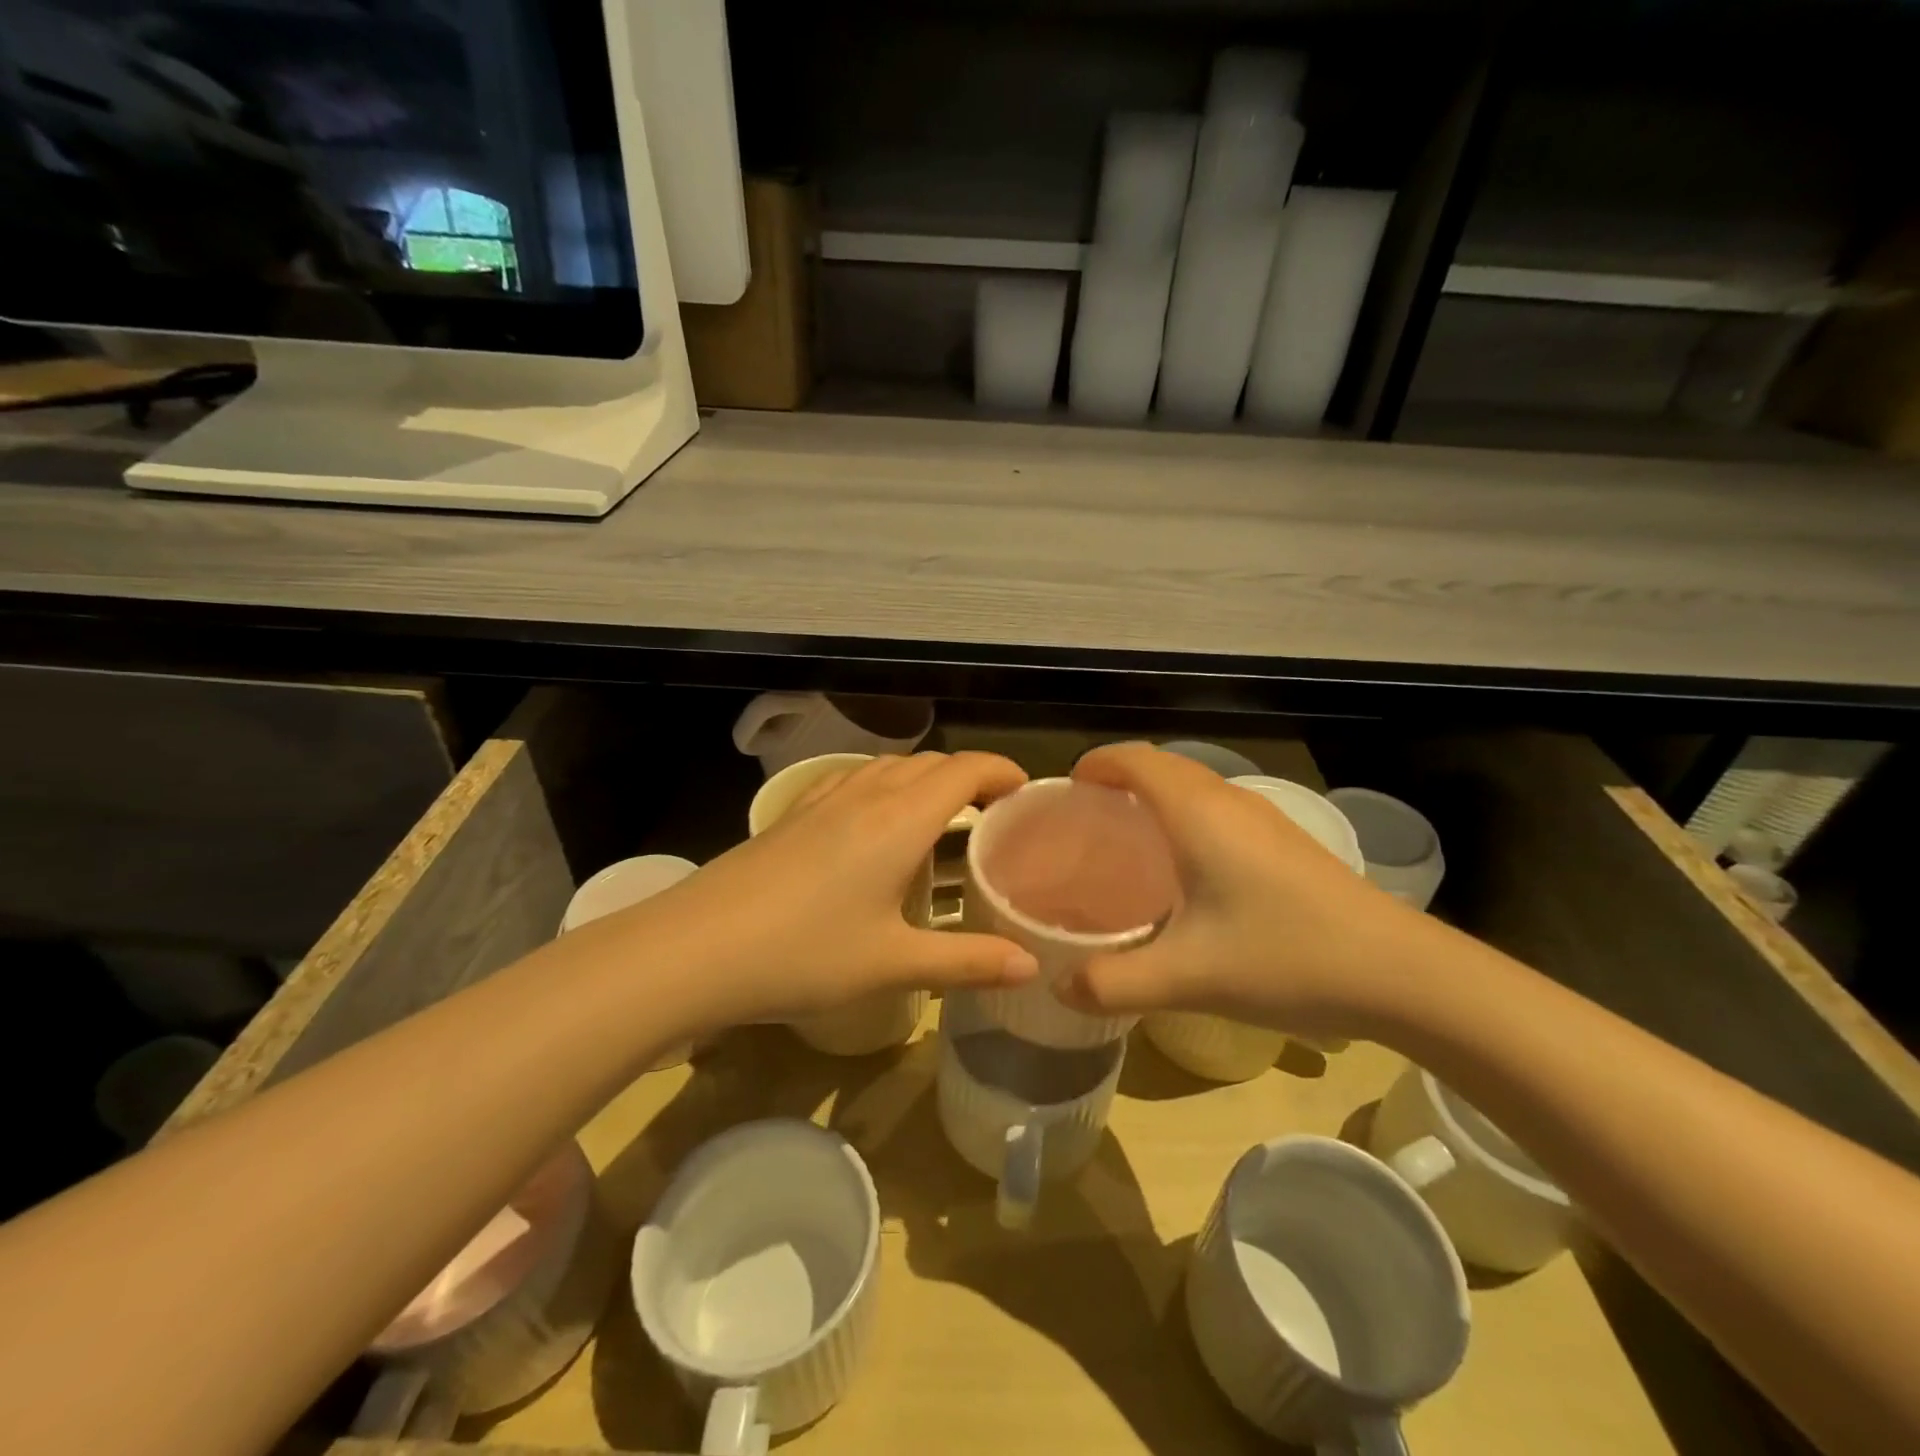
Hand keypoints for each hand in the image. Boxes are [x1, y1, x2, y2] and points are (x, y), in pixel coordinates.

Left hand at [642, 752, 1039, 1027]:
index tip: (1025, 792)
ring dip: (925, 778)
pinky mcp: (793, 815)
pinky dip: (885, 786)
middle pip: (930, 763)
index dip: (1001, 771)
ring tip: (942, 816)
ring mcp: (823, 800)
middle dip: (969, 775)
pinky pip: (854, 781)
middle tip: (993, 812)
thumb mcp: (892, 964)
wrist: (695, 948)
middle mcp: (866, 795)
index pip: (964, 770)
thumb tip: (1031, 967)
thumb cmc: (804, 954)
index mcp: (900, 820)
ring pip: (889, 767)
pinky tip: (874, 824)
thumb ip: (967, 962)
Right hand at [1059, 744, 1435, 1037]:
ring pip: (1193, 785)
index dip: (1095, 763)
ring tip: (1125, 844)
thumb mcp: (1188, 978)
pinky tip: (1185, 873)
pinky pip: (1217, 808)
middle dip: (1118, 779)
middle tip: (1085, 823)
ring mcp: (1264, 819)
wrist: (1401, 974)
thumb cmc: (1286, 958)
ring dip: (1153, 797)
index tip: (1065, 792)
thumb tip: (1057, 986)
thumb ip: (1112, 983)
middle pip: (1162, 765)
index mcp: (1197, 813)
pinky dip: (1184, 817)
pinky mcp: (1286, 843)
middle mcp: (1229, 801)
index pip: (1134, 758)